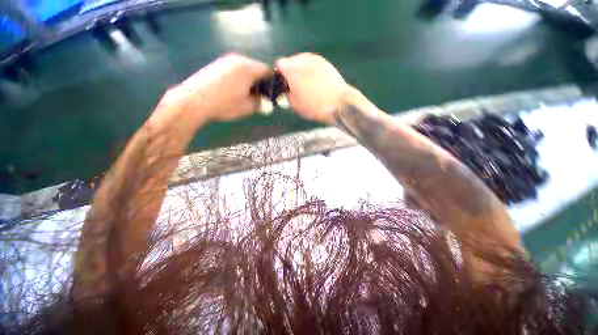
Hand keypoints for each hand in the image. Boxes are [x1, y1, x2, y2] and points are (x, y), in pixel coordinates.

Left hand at [157, 53, 270, 124]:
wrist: (195, 101)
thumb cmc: (225, 103)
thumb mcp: (248, 107)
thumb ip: (261, 102)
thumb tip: (266, 101)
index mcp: (248, 68)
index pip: (268, 70)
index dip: (273, 82)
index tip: (272, 94)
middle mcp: (238, 59)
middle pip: (256, 68)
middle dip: (260, 82)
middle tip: (260, 96)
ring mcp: (225, 61)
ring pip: (245, 69)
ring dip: (249, 81)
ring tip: (247, 95)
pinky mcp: (216, 65)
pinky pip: (234, 70)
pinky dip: (239, 79)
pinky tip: (234, 91)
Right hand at [276, 53, 350, 123]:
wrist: (338, 103)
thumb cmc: (314, 106)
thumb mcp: (295, 105)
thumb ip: (286, 94)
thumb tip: (287, 90)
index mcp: (291, 69)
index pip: (279, 65)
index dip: (279, 75)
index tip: (283, 85)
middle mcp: (302, 59)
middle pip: (291, 61)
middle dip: (290, 71)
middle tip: (295, 86)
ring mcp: (315, 59)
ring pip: (303, 61)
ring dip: (301, 70)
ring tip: (306, 84)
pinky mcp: (326, 63)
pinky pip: (313, 64)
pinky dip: (311, 71)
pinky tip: (315, 82)